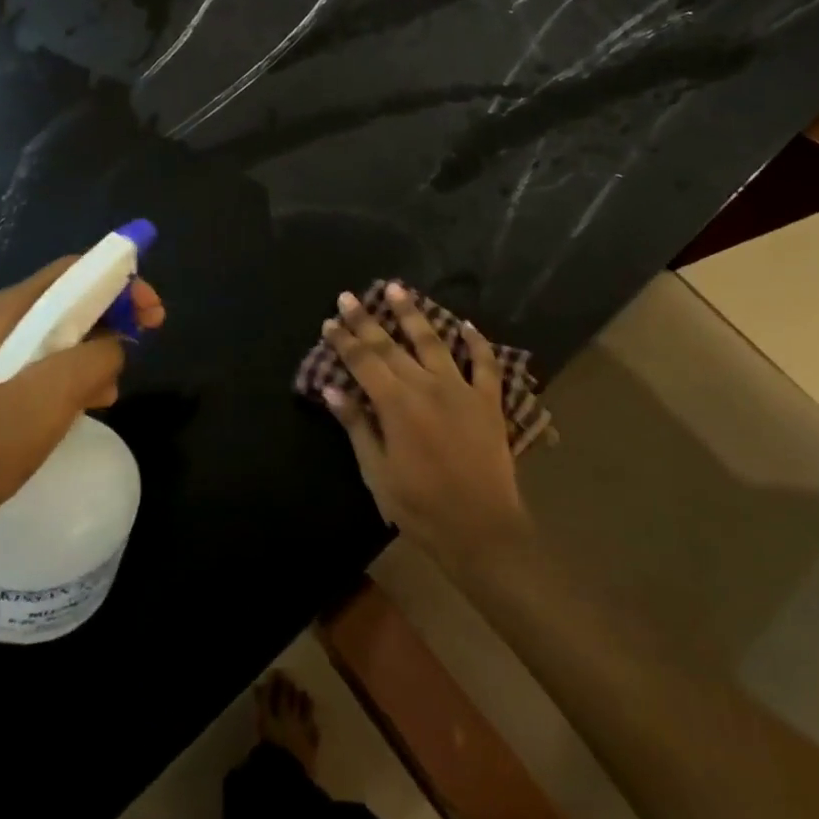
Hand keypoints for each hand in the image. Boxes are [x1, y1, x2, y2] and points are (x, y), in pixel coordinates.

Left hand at [0, 256, 165, 526]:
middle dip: (113, 316)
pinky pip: (47, 367)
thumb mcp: (59, 389)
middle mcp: (0, 323)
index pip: (75, 271)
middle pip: (70, 301)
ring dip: (97, 353)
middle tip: (148, 336)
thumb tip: (116, 346)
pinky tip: (90, 404)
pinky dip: (75, 377)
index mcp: (9, 310)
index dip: (120, 279)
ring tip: (113, 386)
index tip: (152, 308)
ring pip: (62, 337)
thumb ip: (100, 354)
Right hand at [320, 283, 530, 572]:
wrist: (482, 530)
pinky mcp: (488, 401)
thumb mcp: (378, 473)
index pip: (363, 361)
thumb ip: (357, 426)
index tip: (330, 321)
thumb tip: (332, 389)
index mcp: (396, 403)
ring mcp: (460, 389)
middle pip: (390, 344)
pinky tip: (466, 324)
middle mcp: (426, 385)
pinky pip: (484, 364)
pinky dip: (476, 342)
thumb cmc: (421, 507)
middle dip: (366, 319)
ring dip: (412, 313)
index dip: (344, 340)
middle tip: (348, 296)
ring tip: (396, 288)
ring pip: (433, 340)